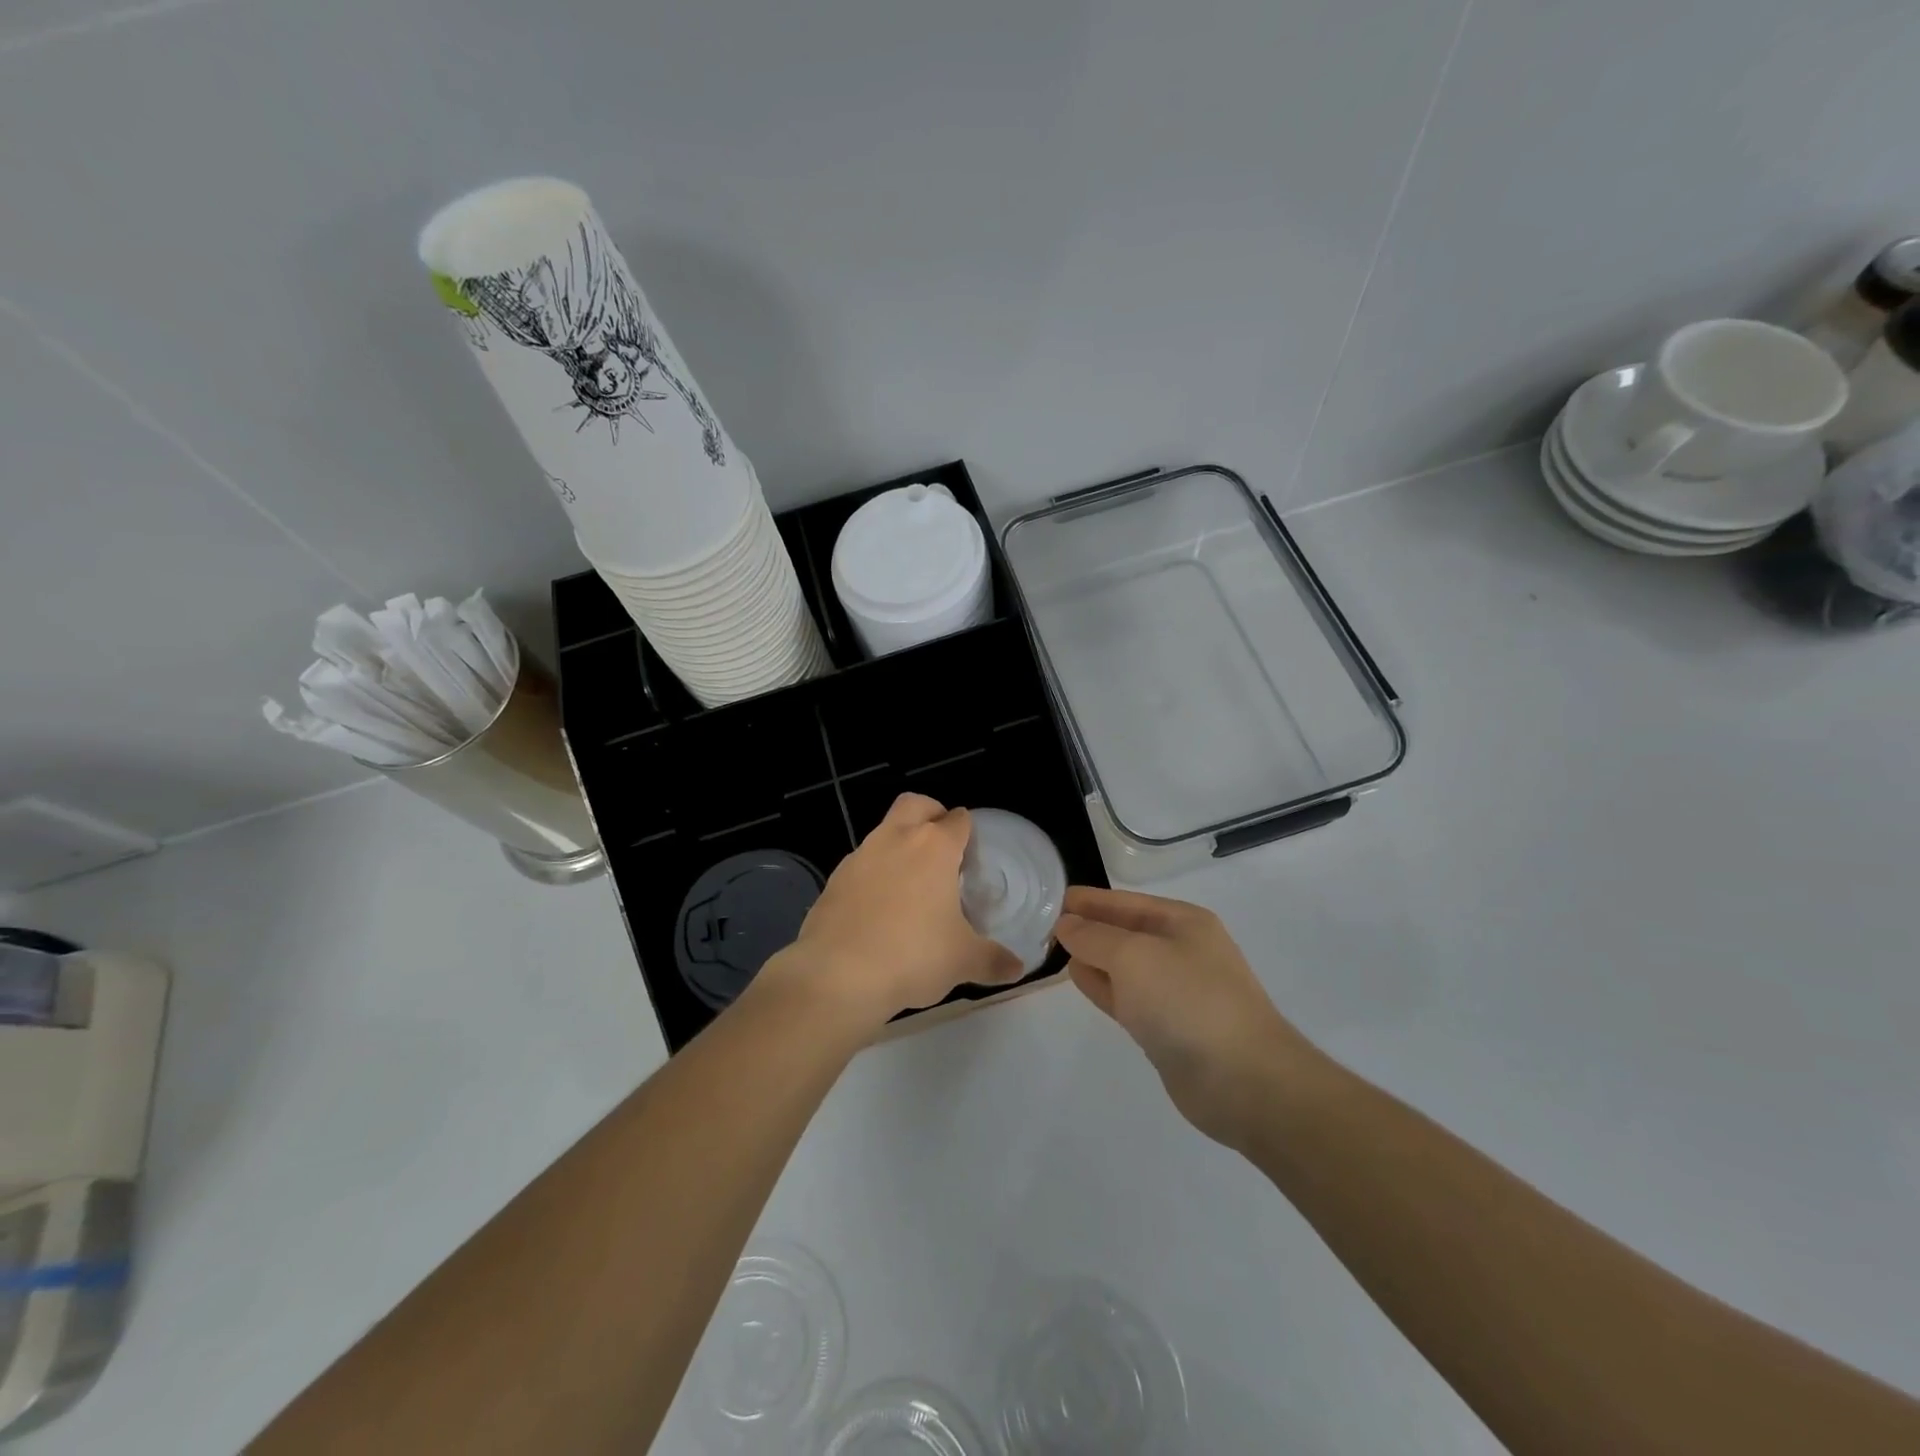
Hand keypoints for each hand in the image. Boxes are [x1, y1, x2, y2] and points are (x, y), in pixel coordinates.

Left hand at [770, 794, 1021, 1027]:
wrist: (837, 974)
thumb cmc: (912, 956)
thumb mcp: (962, 961)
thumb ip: (993, 960)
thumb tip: (1017, 968)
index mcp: (934, 847)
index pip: (958, 819)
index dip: (968, 832)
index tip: (973, 855)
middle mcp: (896, 839)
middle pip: (916, 804)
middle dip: (931, 814)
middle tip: (943, 850)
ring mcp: (860, 855)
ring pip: (884, 831)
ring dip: (900, 845)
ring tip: (912, 886)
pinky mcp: (834, 878)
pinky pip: (861, 864)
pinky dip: (874, 875)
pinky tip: (880, 909)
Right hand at [1055, 886, 1323, 1149]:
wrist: (1243, 1080)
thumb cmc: (1188, 1001)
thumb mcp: (1133, 956)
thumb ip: (1094, 937)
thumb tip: (1066, 924)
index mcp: (1183, 922)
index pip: (1125, 902)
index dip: (1089, 900)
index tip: (1051, 900)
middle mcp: (1181, 950)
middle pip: (1124, 931)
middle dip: (1088, 927)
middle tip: (1042, 926)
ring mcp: (1175, 991)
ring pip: (1123, 966)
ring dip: (1092, 957)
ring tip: (1054, 950)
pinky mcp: (1167, 1028)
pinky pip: (1126, 996)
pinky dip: (1102, 986)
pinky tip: (1078, 980)